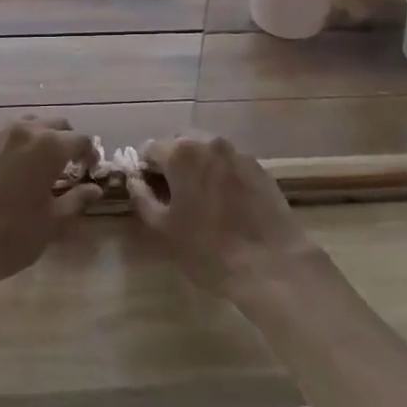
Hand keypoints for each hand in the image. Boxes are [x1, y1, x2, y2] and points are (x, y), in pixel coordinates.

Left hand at [0, 117, 99, 295]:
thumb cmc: (11, 237)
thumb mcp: (52, 222)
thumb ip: (77, 200)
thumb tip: (96, 190)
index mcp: (47, 147)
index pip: (80, 139)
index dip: (90, 153)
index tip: (90, 169)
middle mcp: (21, 131)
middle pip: (53, 125)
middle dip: (65, 141)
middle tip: (67, 165)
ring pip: (23, 126)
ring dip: (37, 139)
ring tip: (36, 165)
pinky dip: (9, 148)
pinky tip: (4, 173)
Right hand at [125, 134, 322, 301]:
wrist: (272, 264)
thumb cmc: (209, 249)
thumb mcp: (164, 230)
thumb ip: (142, 198)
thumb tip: (134, 180)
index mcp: (181, 153)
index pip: (150, 148)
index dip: (144, 169)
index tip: (147, 191)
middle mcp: (209, 142)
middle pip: (179, 143)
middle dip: (170, 163)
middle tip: (170, 195)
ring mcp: (237, 153)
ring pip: (206, 151)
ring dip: (196, 167)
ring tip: (198, 199)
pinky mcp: (259, 167)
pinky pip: (228, 162)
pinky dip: (219, 174)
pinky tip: (224, 203)